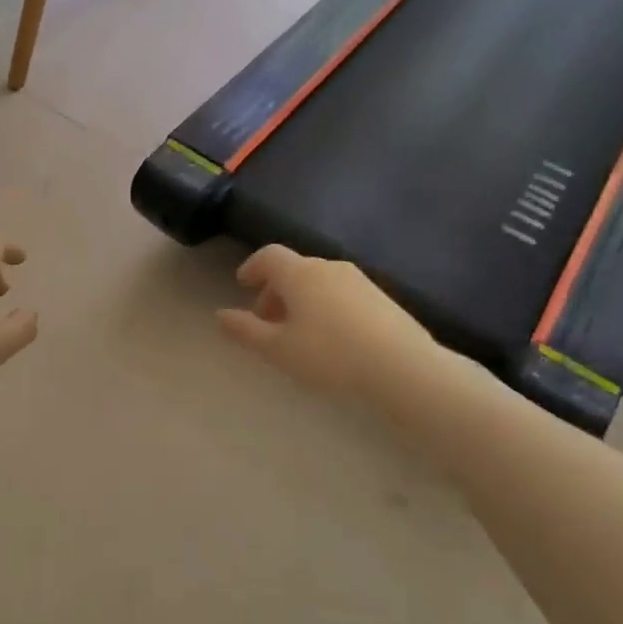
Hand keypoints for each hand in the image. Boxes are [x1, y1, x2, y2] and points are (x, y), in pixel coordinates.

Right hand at [217, 246, 440, 403]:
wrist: (403, 368)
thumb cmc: (330, 355)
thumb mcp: (278, 349)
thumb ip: (246, 330)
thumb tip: (220, 315)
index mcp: (300, 274)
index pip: (268, 255)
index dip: (252, 267)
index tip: (242, 285)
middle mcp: (329, 268)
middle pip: (294, 270)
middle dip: (275, 291)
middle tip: (266, 321)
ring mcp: (360, 281)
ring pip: (319, 283)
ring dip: (301, 301)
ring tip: (298, 334)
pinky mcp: (382, 299)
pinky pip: (342, 295)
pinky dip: (326, 307)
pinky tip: (331, 339)